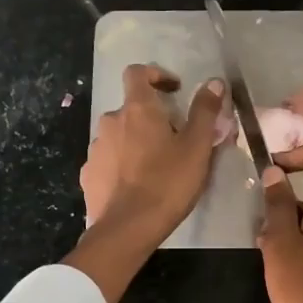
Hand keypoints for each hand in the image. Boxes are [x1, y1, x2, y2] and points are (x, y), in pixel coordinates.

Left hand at [80, 64, 224, 241]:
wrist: (127, 228)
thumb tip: (214, 82)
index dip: (155, 75)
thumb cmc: (168, 183)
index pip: (137, 73)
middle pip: (130, 109)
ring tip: (154, 167)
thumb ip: (205, 111)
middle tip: (173, 140)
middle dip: (150, 118)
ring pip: (118, 136)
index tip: (173, 90)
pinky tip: (134, 186)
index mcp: (137, 110)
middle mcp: (110, 122)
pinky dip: (120, 165)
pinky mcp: (88, 175)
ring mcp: (95, 149)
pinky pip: (107, 161)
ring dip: (134, 143)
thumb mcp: (197, 148)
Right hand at [257, 139, 302, 302]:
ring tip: (267, 253)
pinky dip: (300, 241)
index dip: (295, 152)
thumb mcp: (280, 245)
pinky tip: (284, 268)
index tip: (270, 171)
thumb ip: (277, 206)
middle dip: (283, 200)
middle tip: (260, 228)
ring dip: (288, 224)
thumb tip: (275, 173)